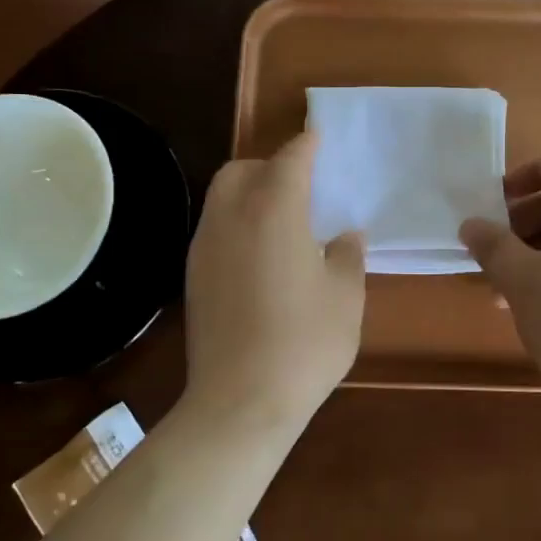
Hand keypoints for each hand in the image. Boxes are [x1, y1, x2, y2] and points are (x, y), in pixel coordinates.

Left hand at [184, 130, 364, 428]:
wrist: (240, 401)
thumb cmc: (305, 343)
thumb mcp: (345, 297)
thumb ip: (347, 256)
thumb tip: (345, 236)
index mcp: (274, 211)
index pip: (289, 160)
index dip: (306, 146)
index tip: (318, 139)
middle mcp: (231, 217)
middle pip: (242, 170)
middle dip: (269, 165)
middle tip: (300, 185)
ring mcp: (204, 247)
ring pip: (221, 198)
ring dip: (249, 194)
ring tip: (282, 220)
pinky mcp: (193, 277)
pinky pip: (215, 229)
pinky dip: (236, 224)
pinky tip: (260, 256)